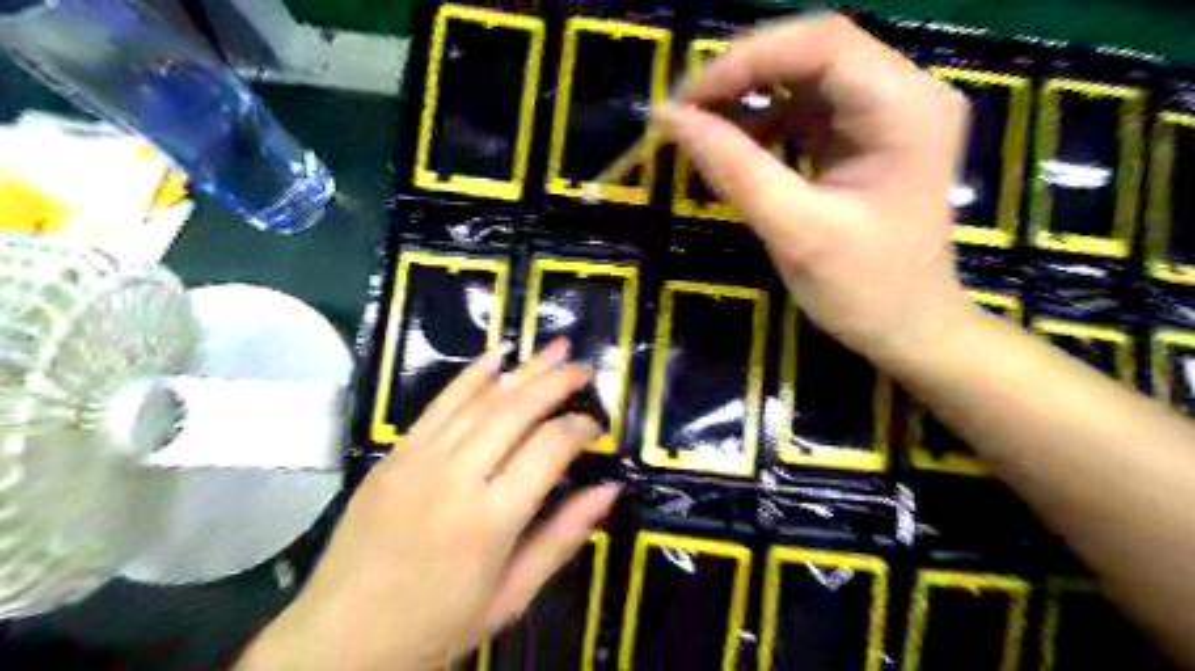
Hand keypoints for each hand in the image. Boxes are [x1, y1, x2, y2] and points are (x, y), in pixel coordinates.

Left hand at [238, 341, 621, 670]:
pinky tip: (496, 355)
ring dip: (523, 369)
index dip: (579, 429)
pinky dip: (470, 376)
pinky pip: (439, 405)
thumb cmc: (437, 626)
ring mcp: (420, 460)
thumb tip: (609, 489)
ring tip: (555, 348)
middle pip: (516, 410)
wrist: (340, 642)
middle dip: (556, 382)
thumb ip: (562, 537)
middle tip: (583, 368)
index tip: (595, 426)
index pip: (548, 449)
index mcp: (491, 519)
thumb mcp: (511, 595)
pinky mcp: (395, 454)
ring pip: (481, 399)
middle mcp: (456, 477)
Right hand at [657, 11, 974, 365]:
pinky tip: (734, 149)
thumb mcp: (794, 231)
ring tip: (702, 128)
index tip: (688, 99)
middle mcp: (905, 94)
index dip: (747, 60)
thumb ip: (734, 169)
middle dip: (744, 76)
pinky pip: (807, 113)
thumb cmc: (864, 289)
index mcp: (905, 108)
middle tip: (687, 110)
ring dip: (749, 99)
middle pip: (813, 52)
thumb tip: (672, 120)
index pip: (821, 44)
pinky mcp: (867, 139)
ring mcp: (887, 114)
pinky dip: (765, 125)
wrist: (909, 329)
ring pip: (805, 79)